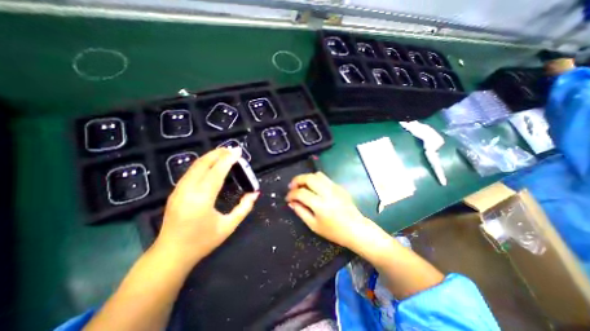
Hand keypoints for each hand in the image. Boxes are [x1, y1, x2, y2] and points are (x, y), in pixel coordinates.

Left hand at [155, 147, 258, 262]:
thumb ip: (244, 208)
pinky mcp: (175, 191)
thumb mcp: (228, 226)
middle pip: (203, 164)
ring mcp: (179, 190)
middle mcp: (188, 190)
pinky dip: (203, 163)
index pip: (217, 172)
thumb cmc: (202, 242)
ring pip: (195, 165)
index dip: (228, 160)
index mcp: (202, 199)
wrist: (171, 254)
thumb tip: (255, 193)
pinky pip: (191, 171)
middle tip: (232, 149)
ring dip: (210, 156)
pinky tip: (211, 163)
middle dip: (218, 153)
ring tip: (224, 153)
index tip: (238, 151)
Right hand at [286, 172, 376, 249]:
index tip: (288, 198)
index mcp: (320, 204)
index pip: (301, 193)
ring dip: (306, 178)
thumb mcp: (314, 225)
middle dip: (297, 180)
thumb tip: (291, 202)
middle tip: (292, 187)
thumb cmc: (334, 231)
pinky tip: (314, 188)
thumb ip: (301, 212)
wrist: (356, 229)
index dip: (291, 194)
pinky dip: (316, 180)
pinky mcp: (339, 187)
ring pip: (317, 175)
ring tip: (302, 185)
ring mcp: (335, 188)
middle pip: (309, 178)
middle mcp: (327, 192)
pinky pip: (325, 178)